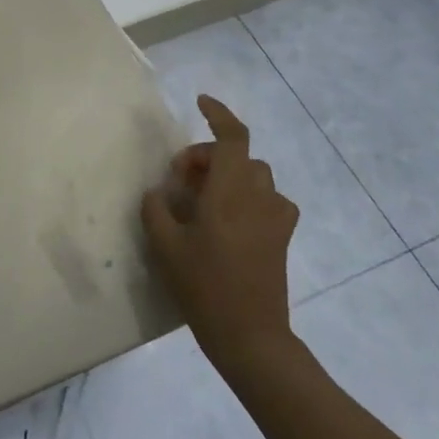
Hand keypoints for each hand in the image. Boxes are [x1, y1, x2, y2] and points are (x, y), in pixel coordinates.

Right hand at [141, 95, 297, 362]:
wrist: (251, 336)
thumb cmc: (204, 288)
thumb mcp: (165, 247)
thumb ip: (156, 209)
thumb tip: (158, 191)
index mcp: (229, 193)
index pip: (232, 137)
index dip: (219, 114)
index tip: (200, 102)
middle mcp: (258, 196)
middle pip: (238, 155)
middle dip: (208, 157)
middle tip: (180, 180)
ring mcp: (275, 216)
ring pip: (254, 175)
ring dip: (229, 175)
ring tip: (203, 200)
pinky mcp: (282, 235)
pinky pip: (268, 199)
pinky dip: (249, 197)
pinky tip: (231, 219)